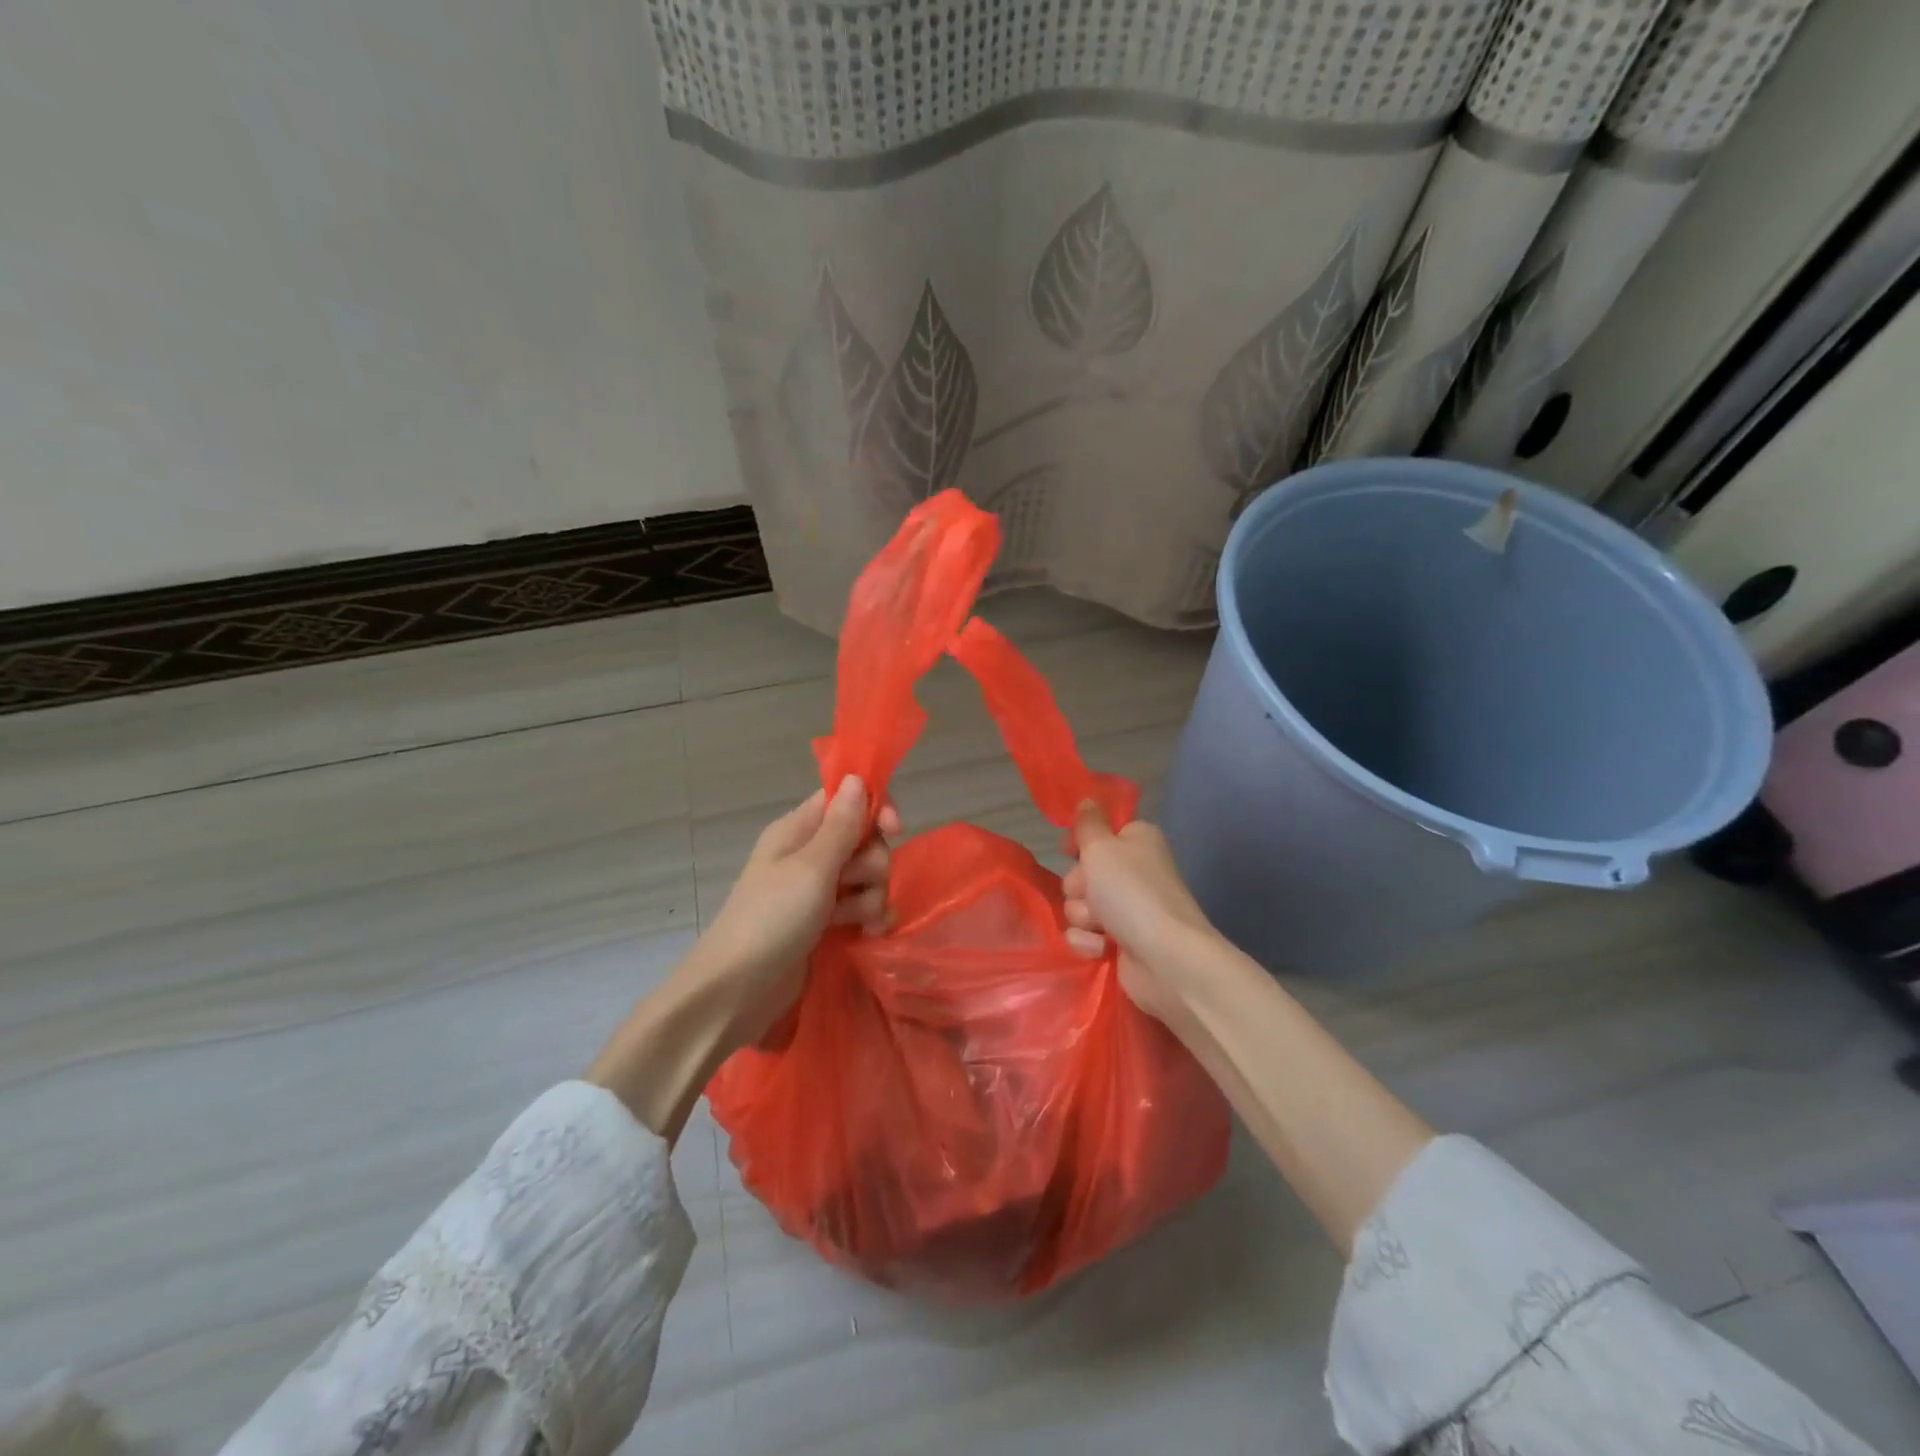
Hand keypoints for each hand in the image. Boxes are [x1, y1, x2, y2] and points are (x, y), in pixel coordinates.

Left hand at [587, 777, 899, 1142]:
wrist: (737, 991)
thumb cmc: (772, 919)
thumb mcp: (812, 868)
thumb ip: (841, 826)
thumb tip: (856, 778)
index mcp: (798, 830)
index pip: (845, 799)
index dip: (874, 808)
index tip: (895, 829)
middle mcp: (808, 854)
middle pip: (862, 839)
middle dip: (873, 862)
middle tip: (859, 885)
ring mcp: (816, 891)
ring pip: (865, 876)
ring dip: (873, 895)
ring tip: (859, 920)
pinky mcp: (823, 923)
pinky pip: (860, 907)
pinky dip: (869, 917)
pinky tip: (870, 933)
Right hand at [1063, 801, 1217, 1023]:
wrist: (1166, 958)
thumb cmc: (1132, 892)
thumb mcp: (1101, 847)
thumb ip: (1088, 823)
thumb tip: (1087, 800)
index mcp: (1137, 841)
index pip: (1099, 832)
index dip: (1081, 843)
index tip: (1069, 851)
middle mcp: (1134, 871)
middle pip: (1082, 872)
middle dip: (1079, 885)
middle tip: (1091, 892)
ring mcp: (1128, 909)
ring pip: (1079, 906)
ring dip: (1083, 916)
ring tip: (1101, 926)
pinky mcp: (1121, 943)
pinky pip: (1085, 936)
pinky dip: (1090, 943)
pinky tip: (1104, 949)